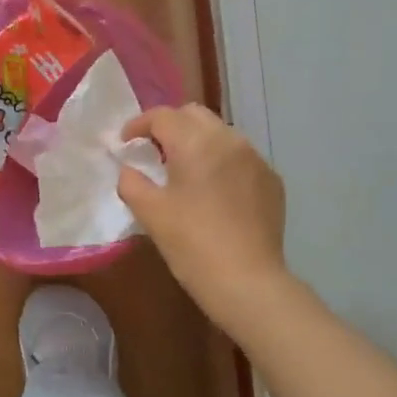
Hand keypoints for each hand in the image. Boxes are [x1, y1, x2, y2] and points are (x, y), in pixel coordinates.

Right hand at [118, 104, 289, 332]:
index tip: (125, 143)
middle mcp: (229, 140)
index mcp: (195, 143)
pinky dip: (221, 163)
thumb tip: (130, 169)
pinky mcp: (271, 180)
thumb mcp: (150, 213)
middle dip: (170, 126)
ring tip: (184, 171)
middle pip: (194, 115)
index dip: (138, 125)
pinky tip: (214, 191)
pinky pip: (241, 158)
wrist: (246, 280)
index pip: (162, 116)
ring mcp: (255, 159)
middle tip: (153, 152)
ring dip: (198, 142)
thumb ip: (132, 182)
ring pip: (220, 134)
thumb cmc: (191, 244)